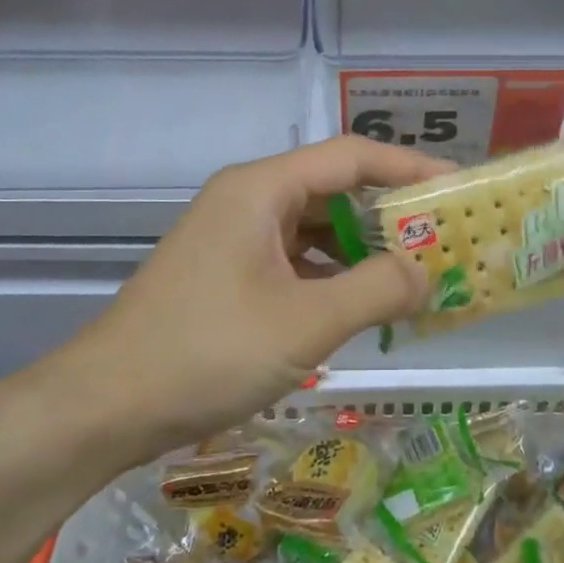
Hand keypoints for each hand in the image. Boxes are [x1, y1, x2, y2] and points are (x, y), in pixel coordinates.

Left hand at [40, 136, 447, 461]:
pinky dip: (331, 276)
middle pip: (334, 189)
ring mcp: (233, 238)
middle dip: (390, 214)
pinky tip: (359, 305)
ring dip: (362, 249)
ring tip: (413, 275)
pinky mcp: (227, 274)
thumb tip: (428, 273)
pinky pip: (293, 260)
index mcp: (262, 189)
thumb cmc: (207, 352)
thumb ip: (377, 289)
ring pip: (314, 229)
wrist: (106, 406)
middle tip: (443, 239)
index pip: (352, 156)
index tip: (457, 188)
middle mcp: (247, 200)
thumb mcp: (306, 322)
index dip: (409, 166)